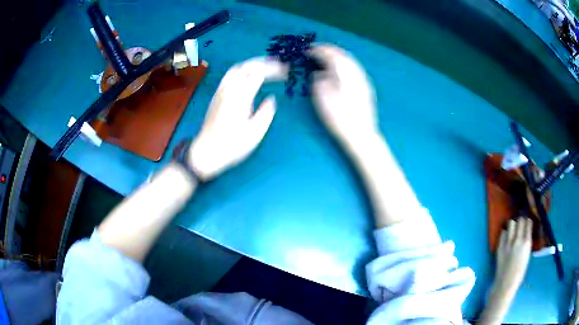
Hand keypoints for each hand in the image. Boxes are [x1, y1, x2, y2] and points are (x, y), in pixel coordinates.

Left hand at [189, 57, 286, 179]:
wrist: (206, 152)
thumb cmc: (232, 145)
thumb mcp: (255, 133)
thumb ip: (266, 113)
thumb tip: (271, 98)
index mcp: (240, 96)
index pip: (259, 74)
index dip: (274, 70)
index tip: (286, 72)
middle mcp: (229, 89)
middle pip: (246, 66)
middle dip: (263, 62)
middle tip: (277, 63)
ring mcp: (220, 91)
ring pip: (236, 69)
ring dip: (251, 64)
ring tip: (264, 66)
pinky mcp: (216, 96)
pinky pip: (229, 76)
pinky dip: (241, 70)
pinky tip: (247, 76)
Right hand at [309, 44, 377, 146]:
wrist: (362, 135)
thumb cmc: (340, 119)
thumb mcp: (323, 100)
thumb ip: (319, 82)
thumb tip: (318, 74)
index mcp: (344, 73)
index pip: (330, 55)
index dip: (318, 50)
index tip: (307, 50)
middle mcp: (356, 72)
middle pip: (342, 54)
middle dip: (328, 50)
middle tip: (315, 50)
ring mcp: (363, 79)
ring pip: (350, 60)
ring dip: (337, 55)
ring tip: (326, 57)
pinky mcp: (366, 87)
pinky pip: (354, 67)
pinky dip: (344, 63)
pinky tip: (339, 69)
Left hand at [494, 218, 532, 293]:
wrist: (505, 284)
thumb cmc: (519, 273)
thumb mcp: (527, 255)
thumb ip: (526, 244)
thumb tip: (525, 235)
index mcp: (527, 243)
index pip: (528, 223)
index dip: (527, 221)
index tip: (527, 221)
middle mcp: (518, 240)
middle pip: (520, 221)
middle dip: (521, 221)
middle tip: (520, 224)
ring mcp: (508, 243)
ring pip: (511, 224)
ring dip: (513, 225)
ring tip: (513, 229)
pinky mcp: (500, 247)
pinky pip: (503, 233)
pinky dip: (505, 233)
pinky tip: (506, 237)